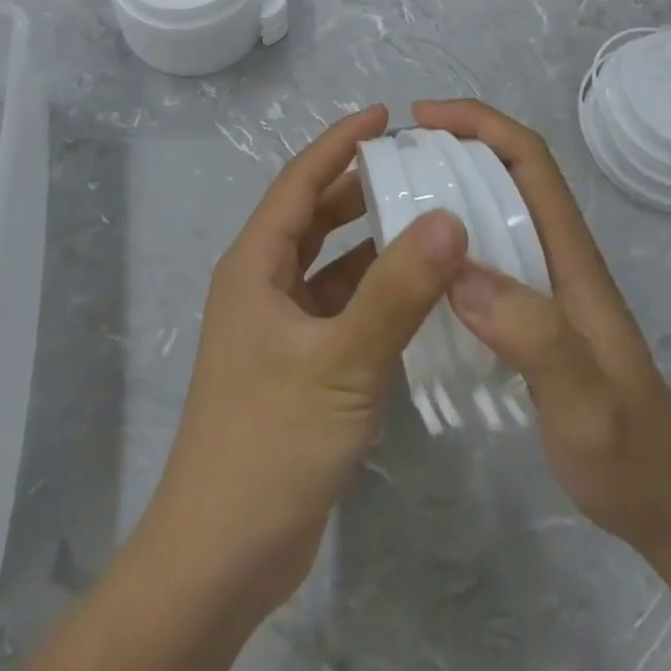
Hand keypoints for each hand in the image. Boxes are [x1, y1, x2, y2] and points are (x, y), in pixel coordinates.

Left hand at [146, 104, 468, 619]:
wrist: (222, 555)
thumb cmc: (271, 443)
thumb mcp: (340, 362)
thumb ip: (396, 291)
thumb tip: (448, 218)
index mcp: (255, 265)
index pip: (300, 182)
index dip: (339, 143)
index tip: (384, 114)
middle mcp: (262, 284)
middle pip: (313, 215)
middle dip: (358, 185)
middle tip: (415, 164)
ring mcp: (278, 326)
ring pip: (327, 262)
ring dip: (368, 237)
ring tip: (423, 215)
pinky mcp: (296, 362)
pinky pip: (338, 305)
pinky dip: (371, 289)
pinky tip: (414, 290)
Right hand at [414, 98, 670, 559]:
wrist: (662, 502)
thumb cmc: (628, 448)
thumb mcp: (585, 398)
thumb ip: (533, 334)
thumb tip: (458, 270)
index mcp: (570, 253)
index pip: (530, 161)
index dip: (480, 124)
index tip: (423, 119)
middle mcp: (555, 254)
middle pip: (507, 173)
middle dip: (455, 145)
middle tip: (393, 158)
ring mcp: (543, 283)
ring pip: (493, 210)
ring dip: (448, 188)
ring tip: (392, 198)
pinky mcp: (528, 312)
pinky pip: (483, 252)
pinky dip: (448, 238)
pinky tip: (416, 265)